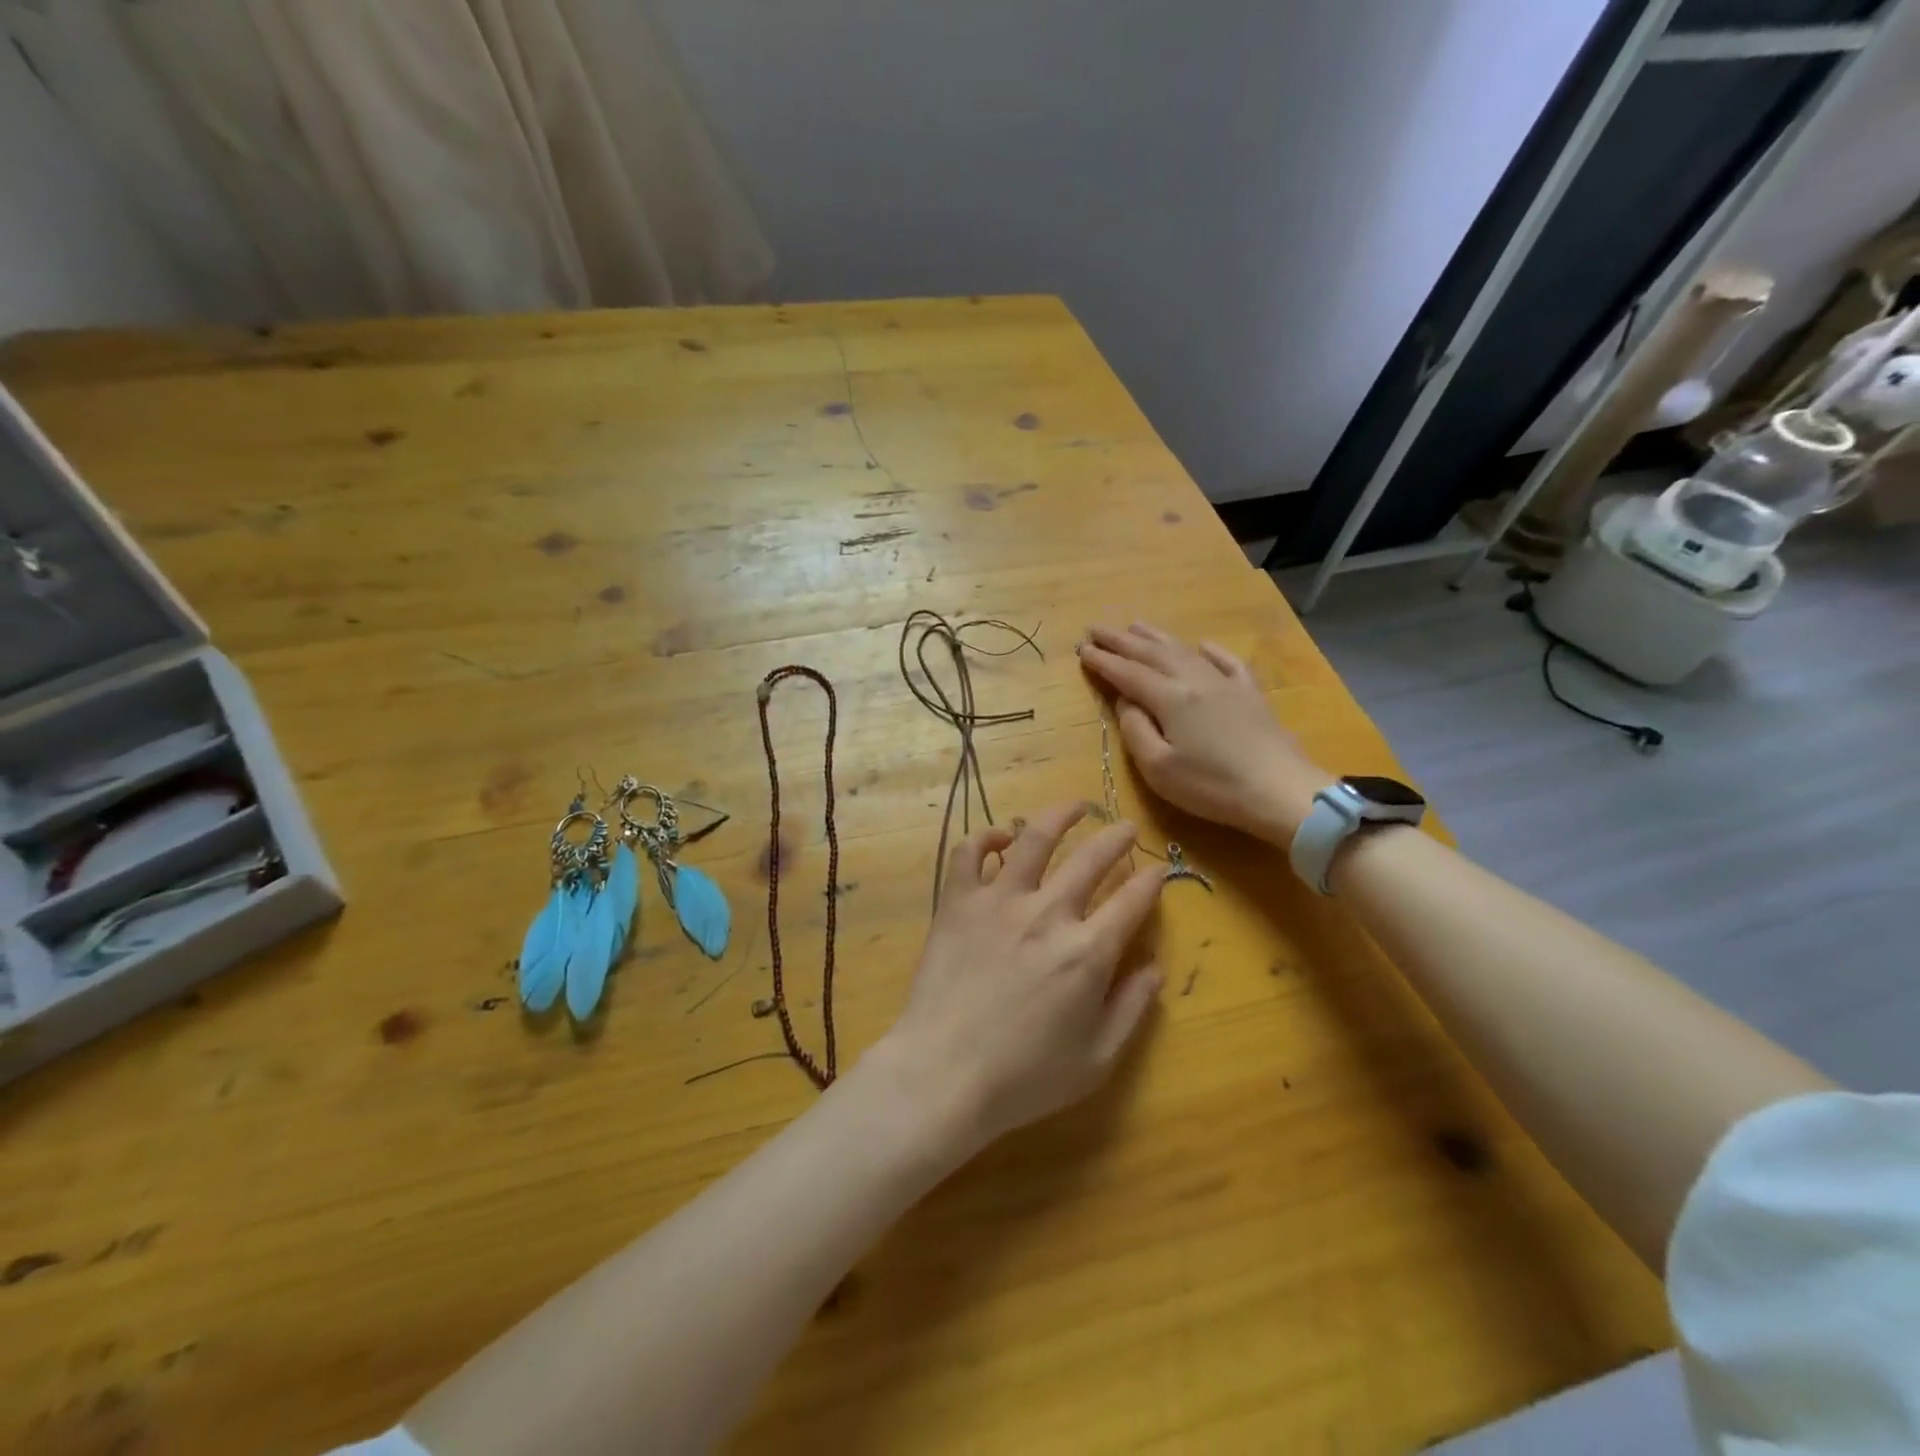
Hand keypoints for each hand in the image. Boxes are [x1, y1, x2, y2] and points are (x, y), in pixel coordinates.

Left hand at [873, 802, 1163, 1152]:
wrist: (944, 1073)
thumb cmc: (1024, 1076)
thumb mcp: (1096, 1059)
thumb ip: (1131, 1009)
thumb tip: (1155, 967)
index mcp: (1087, 952)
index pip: (1131, 900)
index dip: (1152, 880)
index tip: (1158, 869)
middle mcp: (1048, 913)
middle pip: (1091, 858)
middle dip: (1116, 838)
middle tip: (1126, 828)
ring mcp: (999, 900)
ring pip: (1034, 839)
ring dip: (1059, 816)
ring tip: (1075, 806)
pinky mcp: (959, 901)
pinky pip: (969, 853)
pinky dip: (985, 837)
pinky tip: (1000, 837)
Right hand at [1077, 623, 1325, 843]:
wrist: (1281, 791)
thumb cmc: (1213, 786)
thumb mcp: (1159, 769)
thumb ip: (1136, 730)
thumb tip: (1125, 701)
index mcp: (1170, 698)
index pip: (1128, 673)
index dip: (1103, 661)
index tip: (1081, 649)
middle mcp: (1195, 680)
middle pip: (1152, 654)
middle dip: (1121, 640)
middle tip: (1097, 628)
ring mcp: (1226, 683)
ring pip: (1184, 651)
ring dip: (1156, 637)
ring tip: (1134, 625)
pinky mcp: (1251, 694)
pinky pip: (1227, 662)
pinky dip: (1210, 650)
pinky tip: (1202, 645)